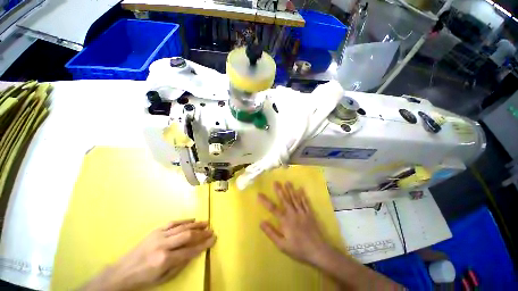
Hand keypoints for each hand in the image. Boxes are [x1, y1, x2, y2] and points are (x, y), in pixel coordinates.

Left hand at [81, 219, 215, 290]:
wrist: (123, 272)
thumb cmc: (145, 278)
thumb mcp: (164, 278)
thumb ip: (181, 264)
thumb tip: (195, 252)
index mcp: (164, 259)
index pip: (190, 251)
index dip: (203, 245)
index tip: (213, 240)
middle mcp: (163, 245)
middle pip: (187, 236)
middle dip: (202, 233)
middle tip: (211, 230)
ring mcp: (159, 235)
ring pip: (182, 227)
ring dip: (196, 225)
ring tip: (206, 223)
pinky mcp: (155, 231)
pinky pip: (172, 223)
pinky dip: (184, 221)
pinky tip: (192, 220)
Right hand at [258, 181, 332, 266]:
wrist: (318, 252)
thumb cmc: (298, 249)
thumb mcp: (282, 245)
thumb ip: (271, 233)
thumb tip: (261, 222)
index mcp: (285, 221)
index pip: (273, 208)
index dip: (265, 201)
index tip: (259, 194)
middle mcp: (293, 213)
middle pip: (285, 199)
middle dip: (279, 190)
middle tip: (275, 182)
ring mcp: (302, 213)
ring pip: (295, 199)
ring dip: (290, 190)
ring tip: (287, 182)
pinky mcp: (310, 214)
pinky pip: (306, 202)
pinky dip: (303, 195)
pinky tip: (301, 188)